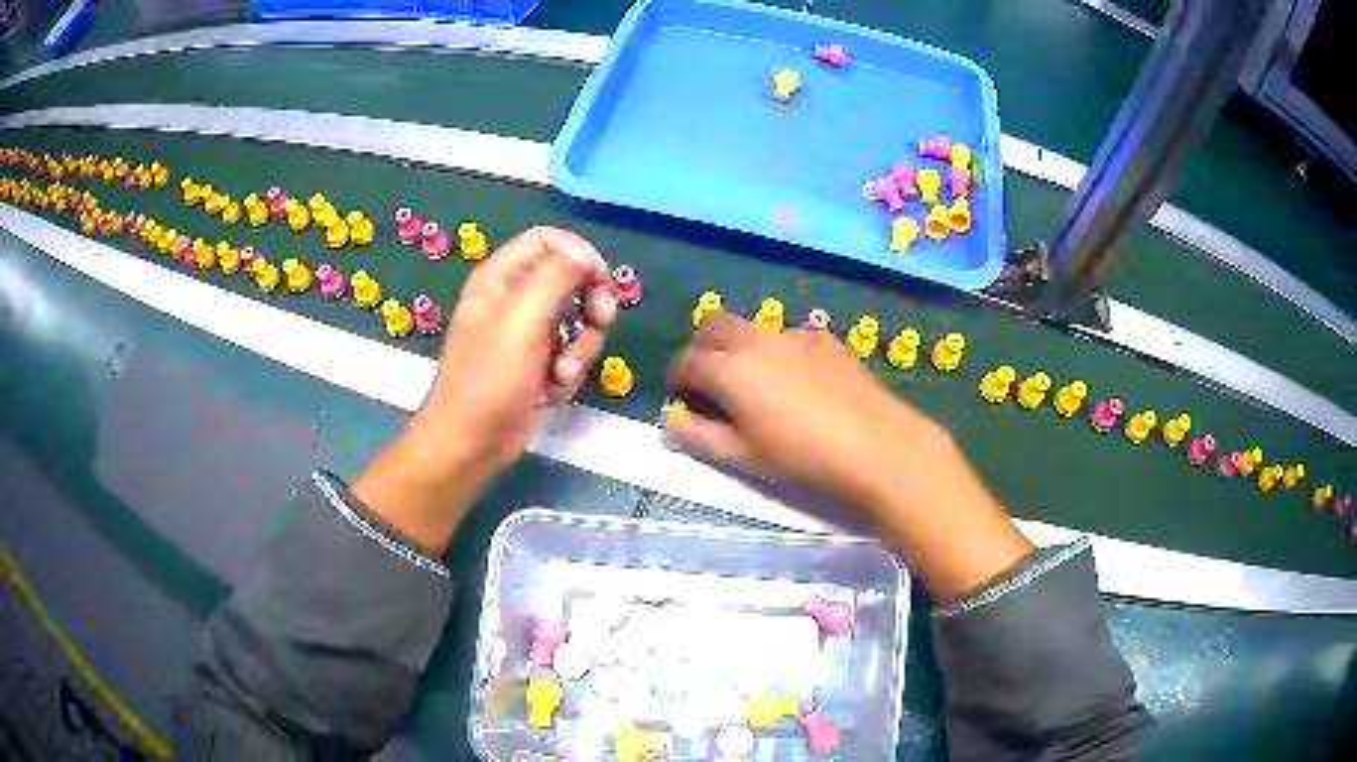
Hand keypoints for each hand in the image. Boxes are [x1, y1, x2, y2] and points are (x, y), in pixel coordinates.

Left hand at [353, 227, 616, 552]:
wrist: (471, 442)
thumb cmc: (490, 378)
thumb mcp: (522, 318)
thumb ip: (556, 275)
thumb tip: (585, 258)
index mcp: (501, 277)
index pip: (548, 239)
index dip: (579, 253)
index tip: (600, 279)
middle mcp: (513, 299)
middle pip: (570, 278)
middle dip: (590, 302)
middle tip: (600, 321)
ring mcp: (526, 333)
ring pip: (576, 319)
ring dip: (581, 346)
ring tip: (562, 373)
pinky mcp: (538, 364)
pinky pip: (570, 352)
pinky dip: (568, 370)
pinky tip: (551, 390)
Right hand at [667, 310, 947, 504]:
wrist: (874, 444)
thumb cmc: (802, 456)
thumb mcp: (744, 456)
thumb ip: (700, 437)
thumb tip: (672, 425)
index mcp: (731, 369)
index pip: (688, 361)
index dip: (678, 376)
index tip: (680, 394)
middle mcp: (757, 340)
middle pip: (713, 324)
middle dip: (700, 346)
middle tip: (705, 377)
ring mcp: (793, 334)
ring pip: (750, 327)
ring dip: (737, 346)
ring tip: (751, 382)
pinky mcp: (823, 338)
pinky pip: (784, 336)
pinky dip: (772, 351)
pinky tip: (793, 382)